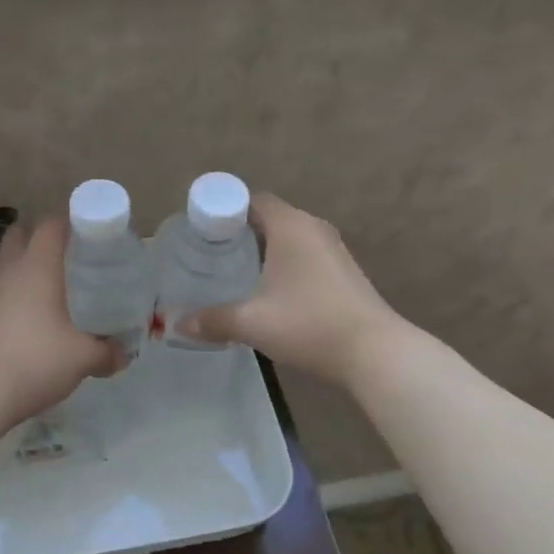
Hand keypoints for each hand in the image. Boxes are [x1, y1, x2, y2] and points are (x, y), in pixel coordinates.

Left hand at [0, 218, 119, 428]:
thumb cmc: (36, 360)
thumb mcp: (82, 357)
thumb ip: (106, 352)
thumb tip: (123, 355)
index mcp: (38, 265)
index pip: (51, 223)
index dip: (71, 221)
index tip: (92, 233)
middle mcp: (11, 270)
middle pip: (22, 233)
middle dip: (44, 237)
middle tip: (71, 256)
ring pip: (9, 261)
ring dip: (28, 265)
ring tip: (55, 286)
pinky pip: (1, 288)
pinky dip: (17, 292)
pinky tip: (35, 315)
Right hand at [175, 193, 404, 392]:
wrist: (376, 353)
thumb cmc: (309, 325)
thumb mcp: (252, 323)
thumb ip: (212, 320)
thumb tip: (177, 324)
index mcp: (291, 226)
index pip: (252, 200)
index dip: (225, 211)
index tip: (203, 232)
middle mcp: (314, 229)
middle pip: (270, 218)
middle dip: (240, 232)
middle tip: (211, 254)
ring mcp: (334, 250)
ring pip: (289, 238)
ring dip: (264, 250)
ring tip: (235, 273)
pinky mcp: (345, 273)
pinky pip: (305, 256)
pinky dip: (284, 264)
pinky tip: (270, 292)